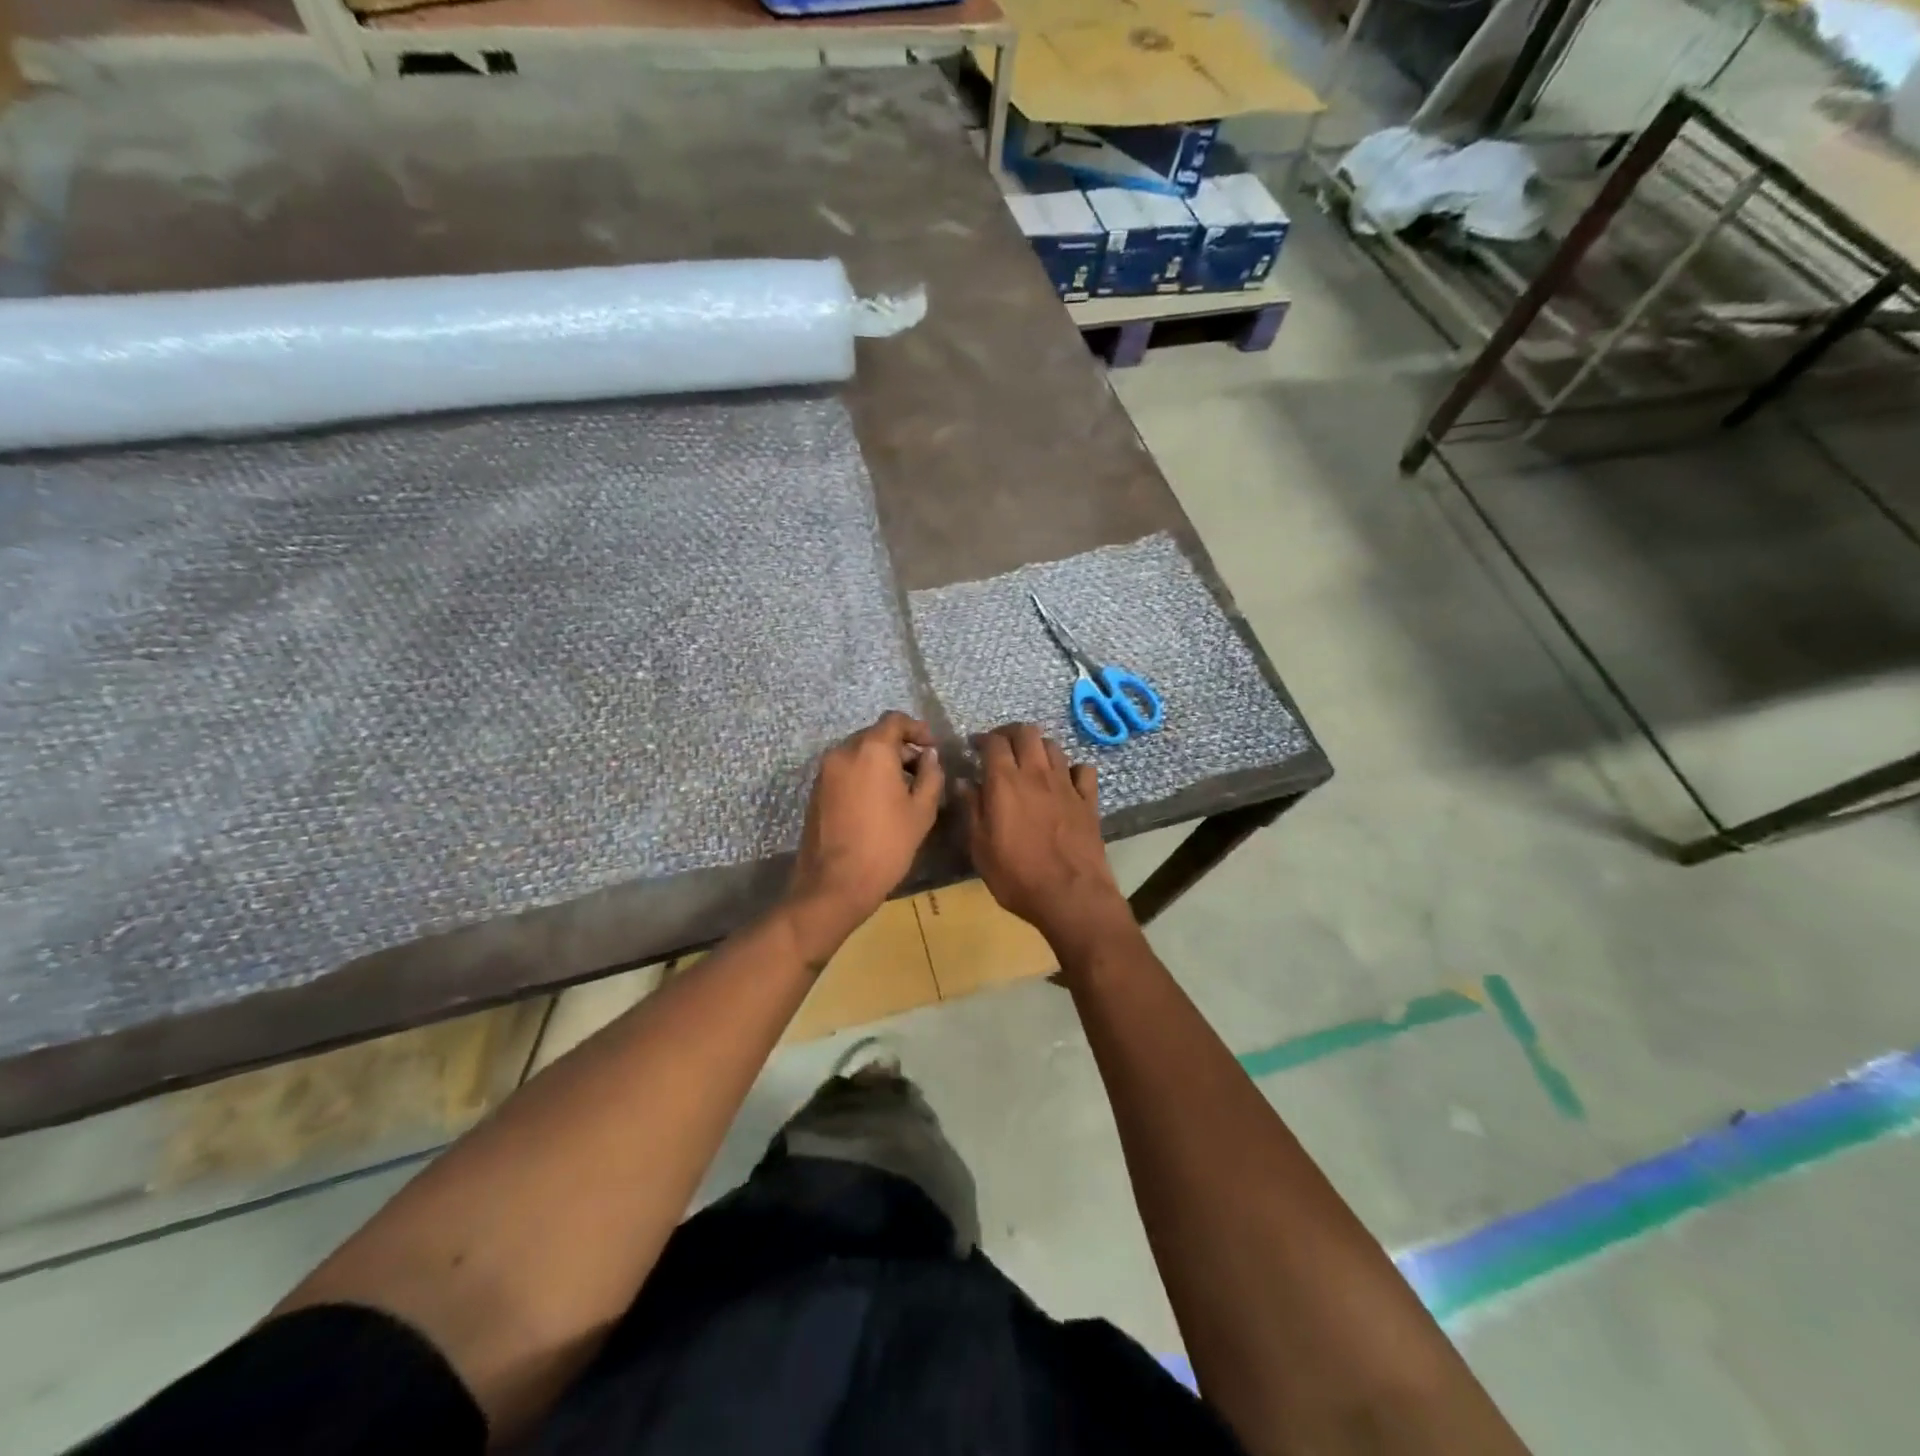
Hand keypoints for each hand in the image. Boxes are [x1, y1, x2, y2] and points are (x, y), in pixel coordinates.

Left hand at [785, 711, 944, 966]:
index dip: (916, 729)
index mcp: (871, 750)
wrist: (835, 884)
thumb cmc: (886, 845)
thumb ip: (930, 776)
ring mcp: (825, 771)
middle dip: (899, 747)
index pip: (894, 721)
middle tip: (920, 770)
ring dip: (881, 762)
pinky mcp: (816, 790)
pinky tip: (877, 801)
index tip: (931, 747)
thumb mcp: (921, 811)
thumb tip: (929, 756)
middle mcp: (843, 752)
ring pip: (858, 753)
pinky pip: (845, 770)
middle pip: (875, 735)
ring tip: (901, 789)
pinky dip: (863, 774)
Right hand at [963, 724, 1133, 960]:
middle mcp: (1036, 774)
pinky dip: (1072, 770)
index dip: (982, 739)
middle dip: (1011, 733)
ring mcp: (1066, 785)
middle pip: (1027, 732)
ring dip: (1038, 748)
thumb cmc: (1016, 876)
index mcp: (1005, 782)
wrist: (1071, 896)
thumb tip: (963, 782)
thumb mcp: (980, 848)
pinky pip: (1082, 770)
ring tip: (1030, 763)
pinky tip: (1065, 782)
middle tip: (1001, 748)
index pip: (994, 742)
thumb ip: (972, 810)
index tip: (974, 747)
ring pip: (1053, 746)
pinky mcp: (1088, 800)